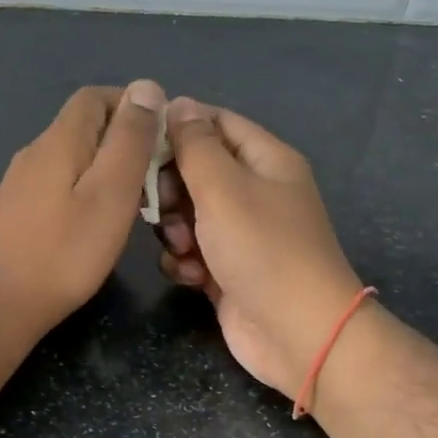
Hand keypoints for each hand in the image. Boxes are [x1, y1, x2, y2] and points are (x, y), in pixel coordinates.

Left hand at [0, 80, 166, 341]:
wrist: (3, 303)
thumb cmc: (66, 251)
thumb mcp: (111, 193)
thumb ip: (130, 139)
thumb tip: (146, 87)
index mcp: (59, 140)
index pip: (95, 96)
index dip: (132, 105)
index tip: (162, 136)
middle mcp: (36, 151)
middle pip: (85, 124)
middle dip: (124, 138)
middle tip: (156, 175)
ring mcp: (23, 181)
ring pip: (75, 155)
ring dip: (108, 166)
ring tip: (136, 200)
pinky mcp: (20, 208)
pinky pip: (62, 181)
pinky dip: (88, 188)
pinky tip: (101, 219)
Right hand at [155, 98, 363, 398]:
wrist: (297, 333)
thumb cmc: (262, 249)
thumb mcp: (223, 187)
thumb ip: (194, 144)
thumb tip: (178, 104)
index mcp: (266, 160)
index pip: (216, 122)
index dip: (178, 126)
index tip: (140, 142)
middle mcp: (255, 191)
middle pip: (196, 169)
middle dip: (171, 187)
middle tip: (162, 205)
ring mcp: (242, 233)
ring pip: (188, 213)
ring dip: (175, 228)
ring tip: (184, 247)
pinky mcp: (228, 270)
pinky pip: (192, 251)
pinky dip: (184, 261)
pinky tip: (190, 275)